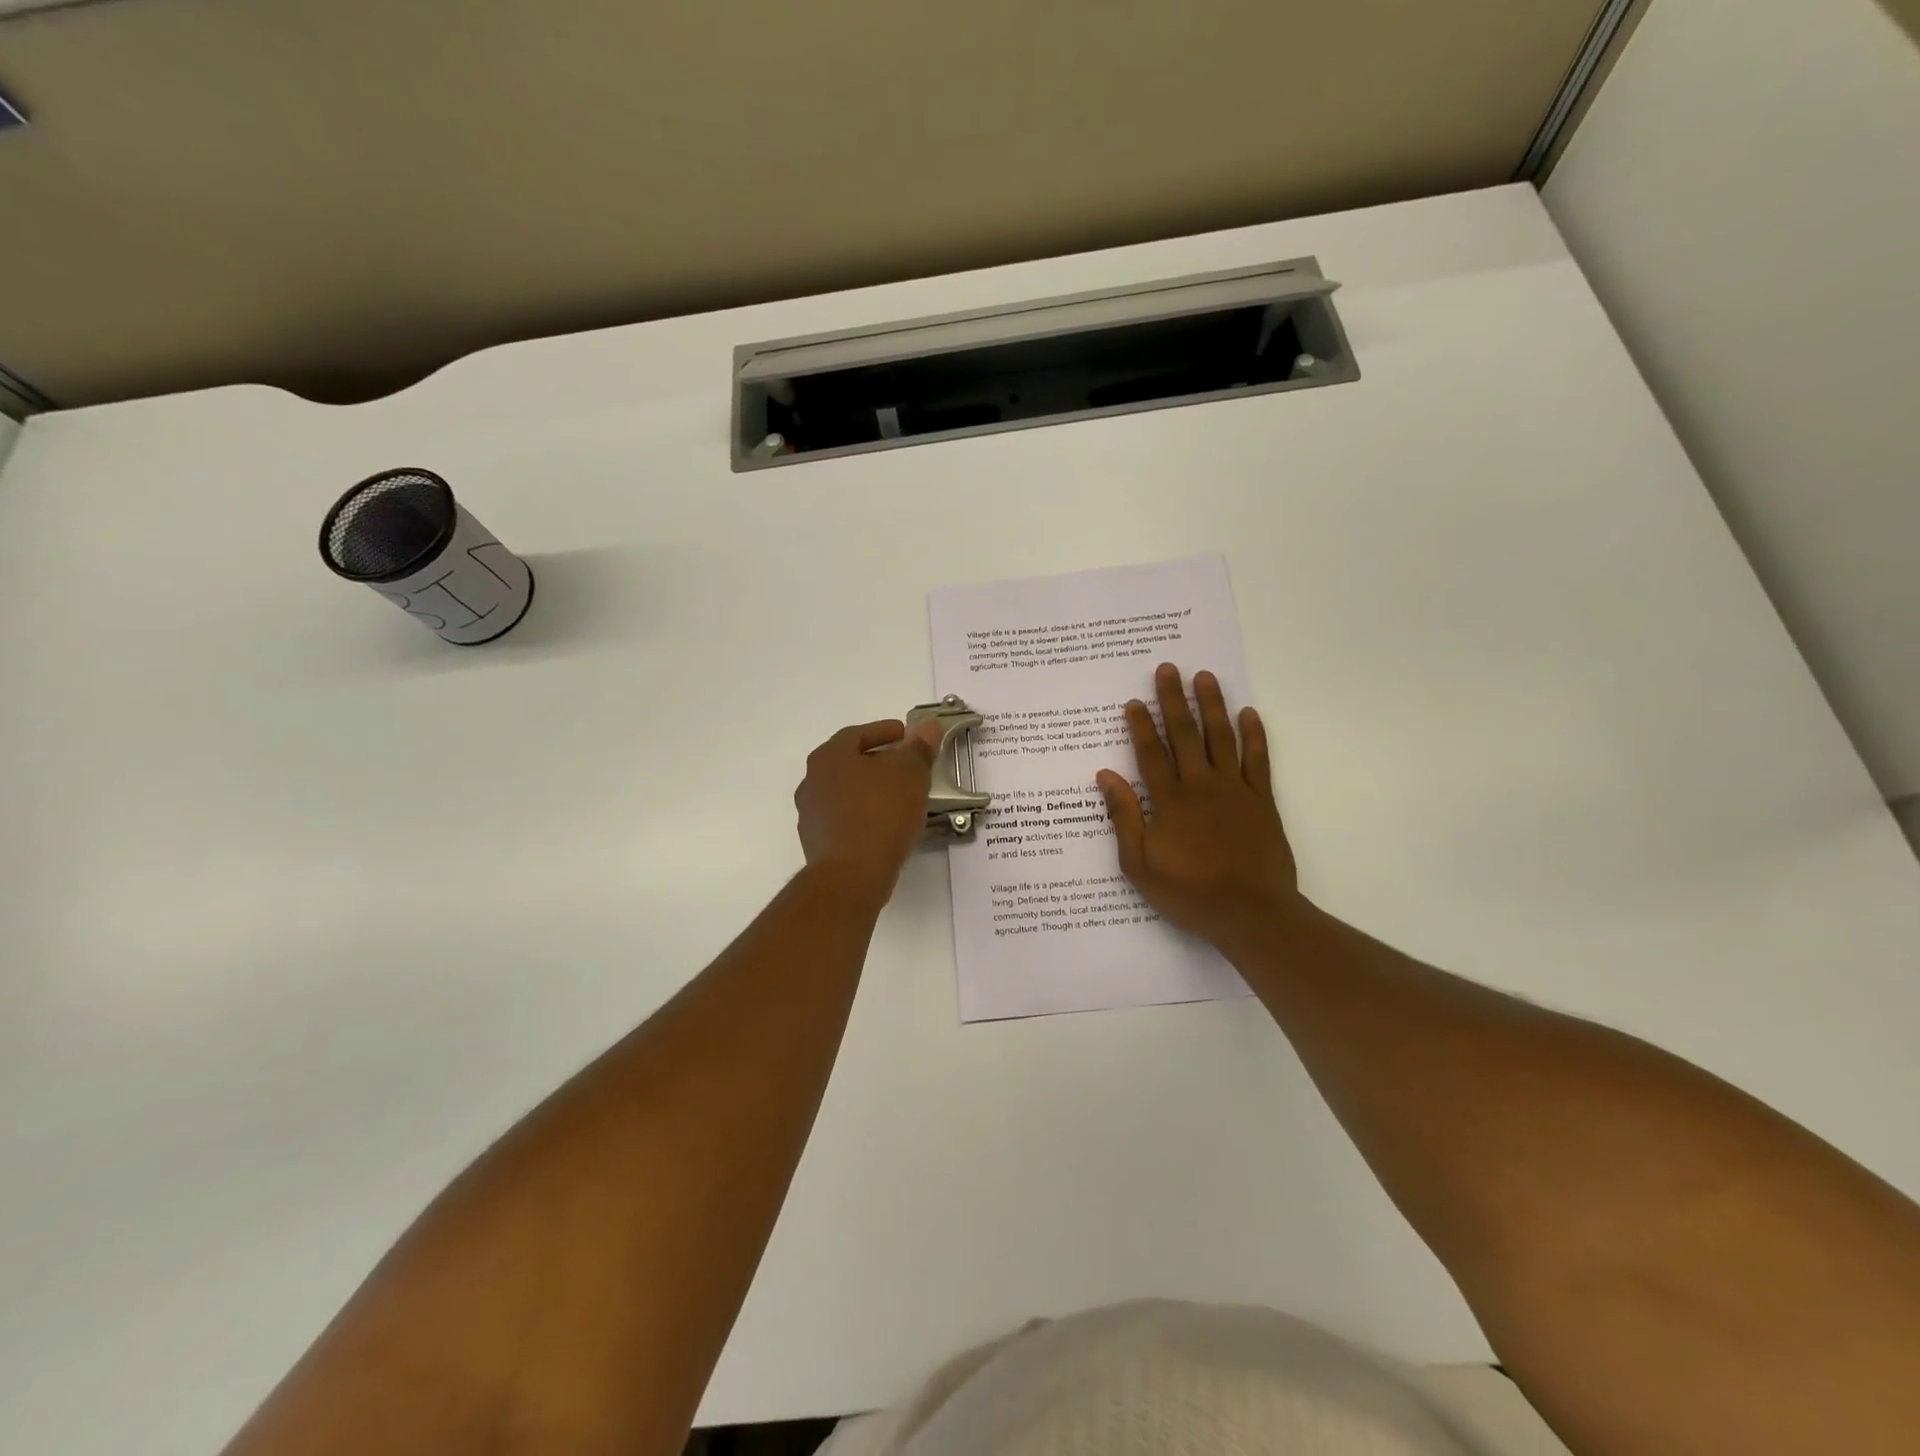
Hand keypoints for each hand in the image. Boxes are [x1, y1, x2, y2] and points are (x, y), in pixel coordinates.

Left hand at [795, 717, 941, 902]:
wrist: (851, 874)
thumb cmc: (881, 812)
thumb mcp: (910, 774)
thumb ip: (918, 748)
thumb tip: (927, 726)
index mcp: (829, 756)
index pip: (857, 734)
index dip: (884, 731)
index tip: (905, 735)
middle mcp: (812, 780)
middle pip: (848, 763)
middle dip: (876, 761)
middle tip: (903, 765)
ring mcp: (810, 814)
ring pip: (844, 792)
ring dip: (868, 790)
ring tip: (897, 797)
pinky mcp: (816, 843)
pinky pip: (843, 819)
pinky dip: (863, 816)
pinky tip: (883, 825)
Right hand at [1096, 664, 1303, 948]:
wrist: (1251, 913)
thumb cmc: (1189, 893)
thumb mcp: (1139, 864)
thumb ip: (1124, 817)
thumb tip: (1106, 776)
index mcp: (1169, 801)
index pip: (1151, 754)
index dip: (1141, 725)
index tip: (1133, 701)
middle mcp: (1201, 786)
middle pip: (1185, 734)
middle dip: (1173, 700)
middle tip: (1168, 669)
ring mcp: (1235, 790)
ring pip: (1221, 737)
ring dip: (1212, 705)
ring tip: (1205, 677)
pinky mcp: (1261, 800)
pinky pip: (1257, 759)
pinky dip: (1254, 735)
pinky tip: (1249, 713)